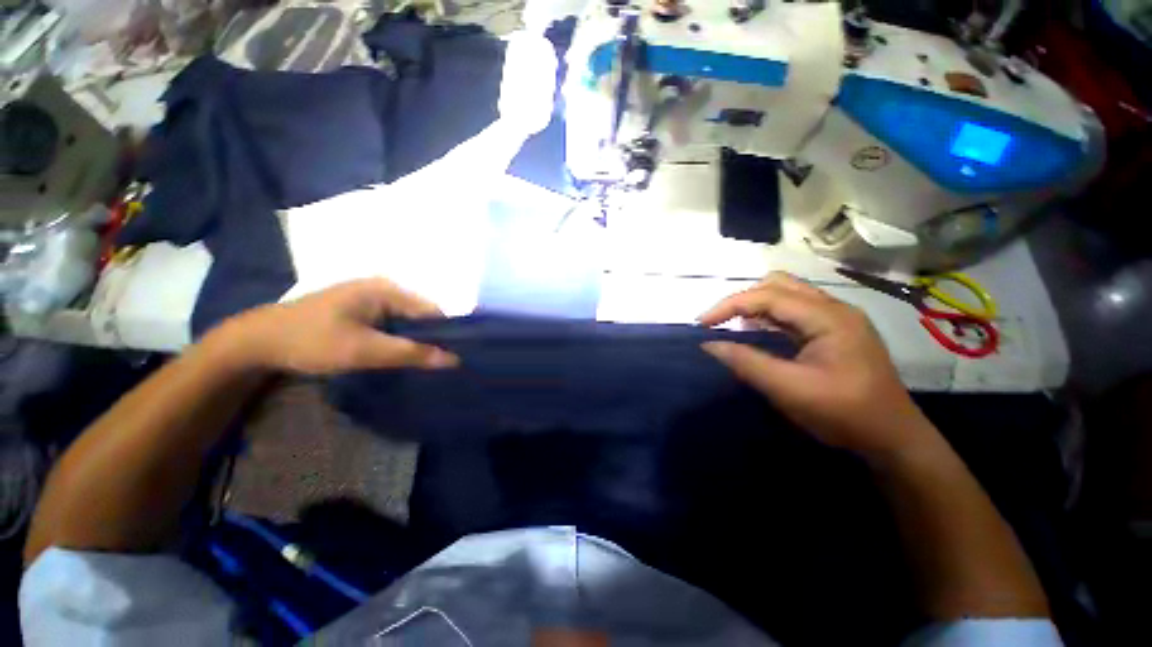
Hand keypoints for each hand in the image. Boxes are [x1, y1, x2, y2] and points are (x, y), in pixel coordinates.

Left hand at [218, 278, 459, 374]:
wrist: (258, 341)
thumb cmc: (312, 341)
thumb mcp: (364, 350)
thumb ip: (411, 353)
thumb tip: (454, 359)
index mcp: (388, 290)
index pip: (433, 311)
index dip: (448, 334)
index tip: (458, 358)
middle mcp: (385, 288)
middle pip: (422, 316)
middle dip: (432, 339)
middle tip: (440, 365)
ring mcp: (372, 298)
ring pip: (408, 322)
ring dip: (416, 341)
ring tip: (425, 364)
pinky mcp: (362, 309)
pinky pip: (393, 324)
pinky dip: (400, 339)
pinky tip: (401, 355)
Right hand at [699, 272, 936, 458]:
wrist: (894, 438)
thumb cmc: (845, 414)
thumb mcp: (790, 390)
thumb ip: (747, 363)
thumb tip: (709, 344)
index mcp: (828, 317)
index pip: (768, 295)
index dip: (730, 305)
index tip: (702, 324)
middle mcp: (834, 308)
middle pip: (778, 284)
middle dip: (742, 299)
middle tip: (719, 322)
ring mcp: (836, 318)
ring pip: (786, 295)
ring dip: (755, 306)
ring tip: (732, 326)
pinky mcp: (834, 330)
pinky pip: (793, 312)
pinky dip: (768, 317)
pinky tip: (757, 333)